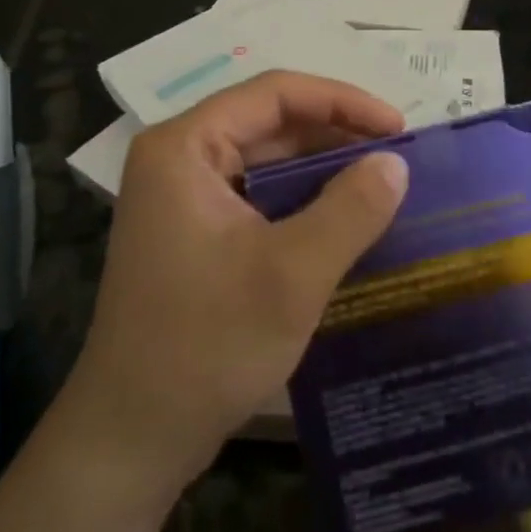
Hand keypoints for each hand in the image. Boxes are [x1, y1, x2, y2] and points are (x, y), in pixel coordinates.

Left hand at [54, 72, 408, 500]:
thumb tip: (397, 162)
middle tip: (398, 158)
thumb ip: (350, 209)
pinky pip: (257, 196)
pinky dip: (302, 201)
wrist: (132, 438)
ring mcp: (183, 197)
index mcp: (185, 146)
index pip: (274, 93)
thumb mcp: (291, 274)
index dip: (342, 101)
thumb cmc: (206, 345)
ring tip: (382, 185)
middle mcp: (179, 158)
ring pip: (265, 160)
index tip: (398, 128)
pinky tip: (344, 220)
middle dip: (335, 135)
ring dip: (322, 169)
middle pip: (269, 122)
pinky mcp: (194, 233)